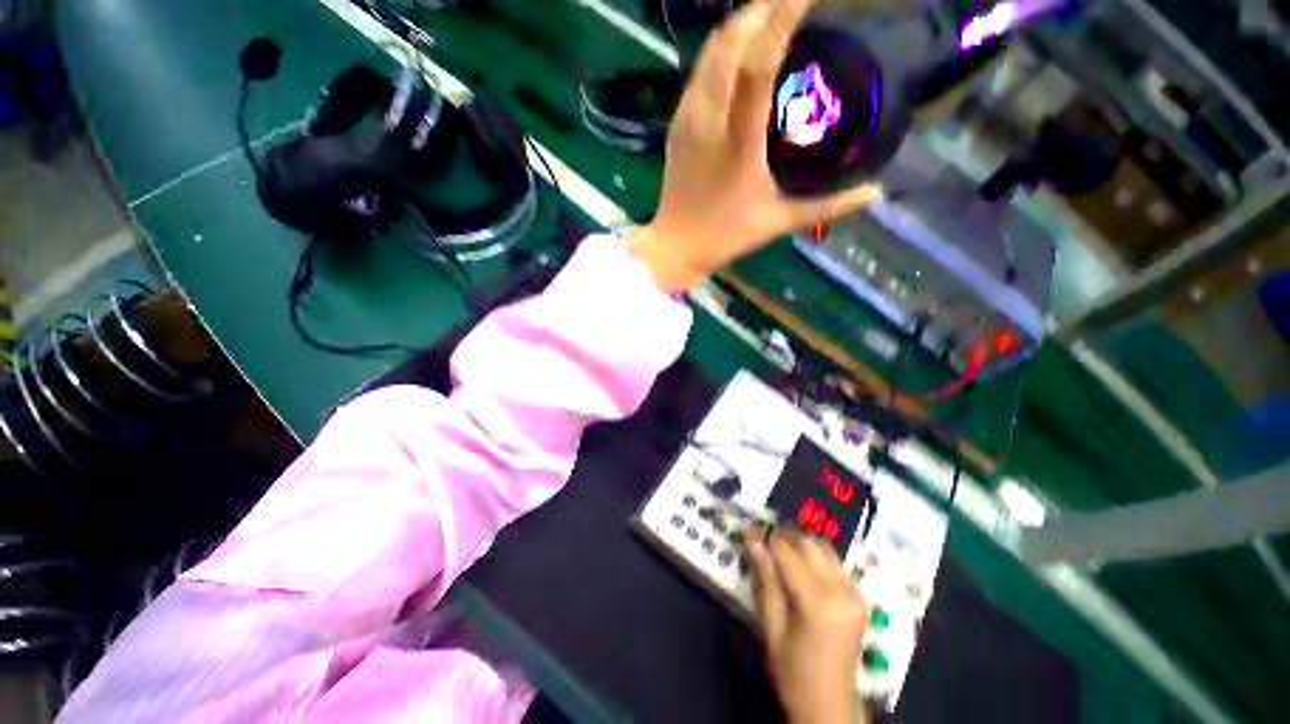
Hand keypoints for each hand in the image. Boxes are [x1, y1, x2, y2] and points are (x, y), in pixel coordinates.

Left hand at [628, 0, 882, 291]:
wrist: (675, 246)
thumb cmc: (725, 237)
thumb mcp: (778, 223)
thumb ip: (828, 206)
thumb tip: (876, 192)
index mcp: (738, 142)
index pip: (759, 62)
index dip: (783, 16)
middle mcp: (708, 119)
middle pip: (729, 41)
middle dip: (761, 8)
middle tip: (792, 0)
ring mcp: (687, 119)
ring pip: (711, 51)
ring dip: (740, 23)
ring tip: (769, 15)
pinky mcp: (676, 124)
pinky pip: (700, 70)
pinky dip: (722, 48)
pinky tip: (740, 50)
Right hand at [747, 529, 869, 723]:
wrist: (829, 708)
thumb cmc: (792, 673)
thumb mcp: (771, 627)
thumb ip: (765, 578)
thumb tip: (752, 538)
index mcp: (819, 602)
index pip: (788, 552)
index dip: (766, 538)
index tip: (748, 532)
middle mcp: (842, 591)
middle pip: (809, 543)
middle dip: (783, 537)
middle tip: (762, 543)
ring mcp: (855, 594)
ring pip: (824, 548)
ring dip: (800, 544)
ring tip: (779, 553)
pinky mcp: (860, 598)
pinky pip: (834, 562)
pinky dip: (814, 557)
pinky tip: (800, 569)